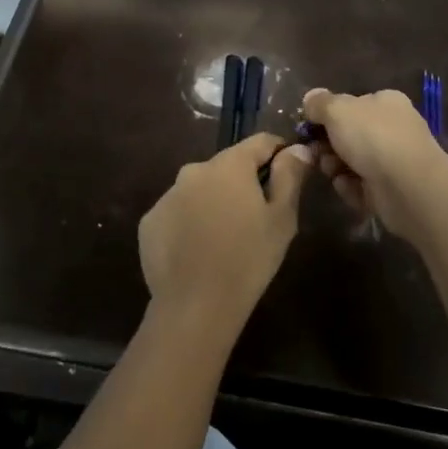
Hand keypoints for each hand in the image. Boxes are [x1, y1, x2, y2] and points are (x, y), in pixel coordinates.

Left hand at [138, 133, 312, 337]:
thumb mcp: (282, 218)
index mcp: (229, 165)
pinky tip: (197, 251)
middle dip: (243, 183)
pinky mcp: (150, 221)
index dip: (278, 153)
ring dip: (214, 202)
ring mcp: (167, 195)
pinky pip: (178, 213)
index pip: (260, 142)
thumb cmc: (248, 259)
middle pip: (227, 166)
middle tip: (257, 217)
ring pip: (200, 189)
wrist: (195, 306)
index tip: (289, 173)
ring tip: (225, 238)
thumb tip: (297, 148)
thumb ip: (290, 176)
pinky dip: (189, 222)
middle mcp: (194, 170)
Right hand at [301, 87, 446, 237]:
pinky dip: (352, 188)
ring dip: (336, 167)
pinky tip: (351, 188)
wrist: (409, 187)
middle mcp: (393, 128)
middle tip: (316, 153)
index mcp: (385, 102)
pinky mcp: (392, 190)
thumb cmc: (373, 137)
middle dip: (328, 145)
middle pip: (349, 135)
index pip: (352, 104)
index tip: (309, 127)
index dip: (328, 115)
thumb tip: (310, 97)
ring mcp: (394, 161)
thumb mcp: (338, 110)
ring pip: (351, 162)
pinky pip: (361, 186)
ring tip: (334, 172)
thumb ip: (320, 103)